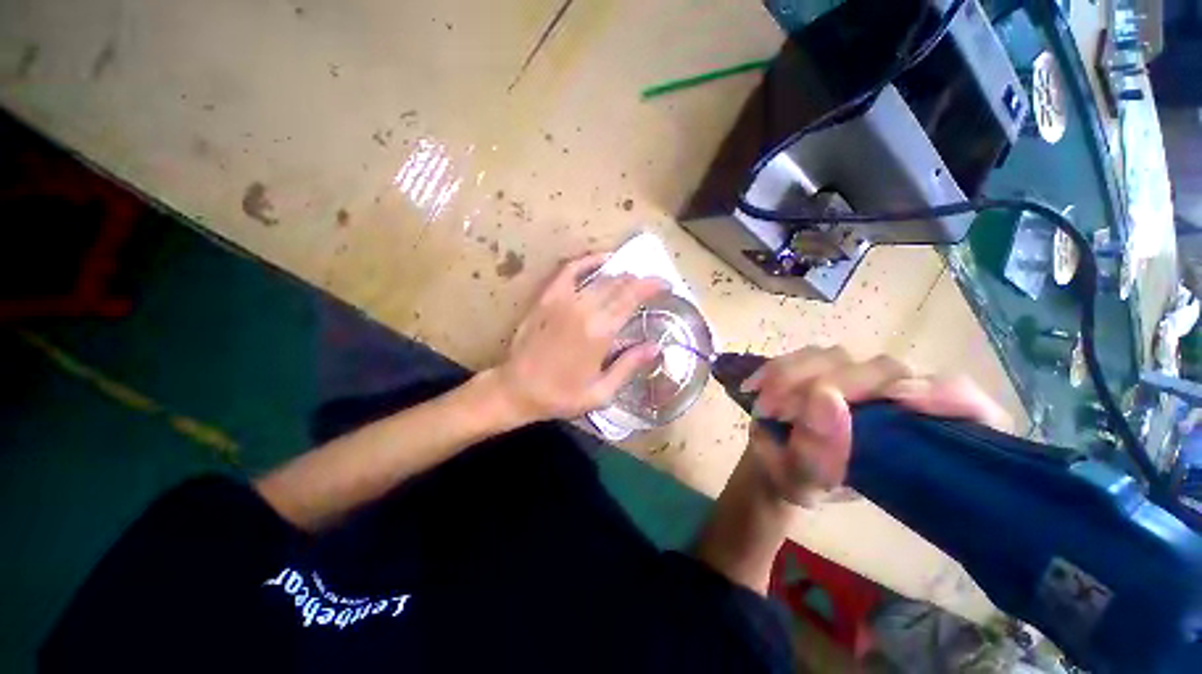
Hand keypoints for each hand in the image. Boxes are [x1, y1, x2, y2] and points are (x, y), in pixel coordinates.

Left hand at [489, 252, 667, 423]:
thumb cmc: (561, 395)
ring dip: (620, 275)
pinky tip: (601, 260)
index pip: (633, 297)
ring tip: (631, 279)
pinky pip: (570, 270)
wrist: (517, 389)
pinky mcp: (547, 297)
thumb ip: (629, 365)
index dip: (652, 286)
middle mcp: (584, 308)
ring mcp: (563, 299)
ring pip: (599, 277)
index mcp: (600, 331)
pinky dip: (588, 261)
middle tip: (649, 287)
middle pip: (619, 284)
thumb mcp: (601, 391)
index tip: (665, 284)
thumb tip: (656, 347)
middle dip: (639, 281)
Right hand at [741, 347, 1010, 504]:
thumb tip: (823, 400)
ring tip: (766, 406)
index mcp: (918, 439)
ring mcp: (855, 378)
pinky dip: (778, 368)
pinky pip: (804, 355)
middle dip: (834, 386)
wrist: (772, 460)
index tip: (903, 400)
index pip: (970, 410)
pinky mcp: (823, 366)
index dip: (951, 399)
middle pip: (888, 370)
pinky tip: (756, 387)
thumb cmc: (799, 479)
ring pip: (839, 358)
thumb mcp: (805, 483)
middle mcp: (894, 400)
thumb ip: (817, 455)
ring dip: (796, 376)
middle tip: (786, 410)